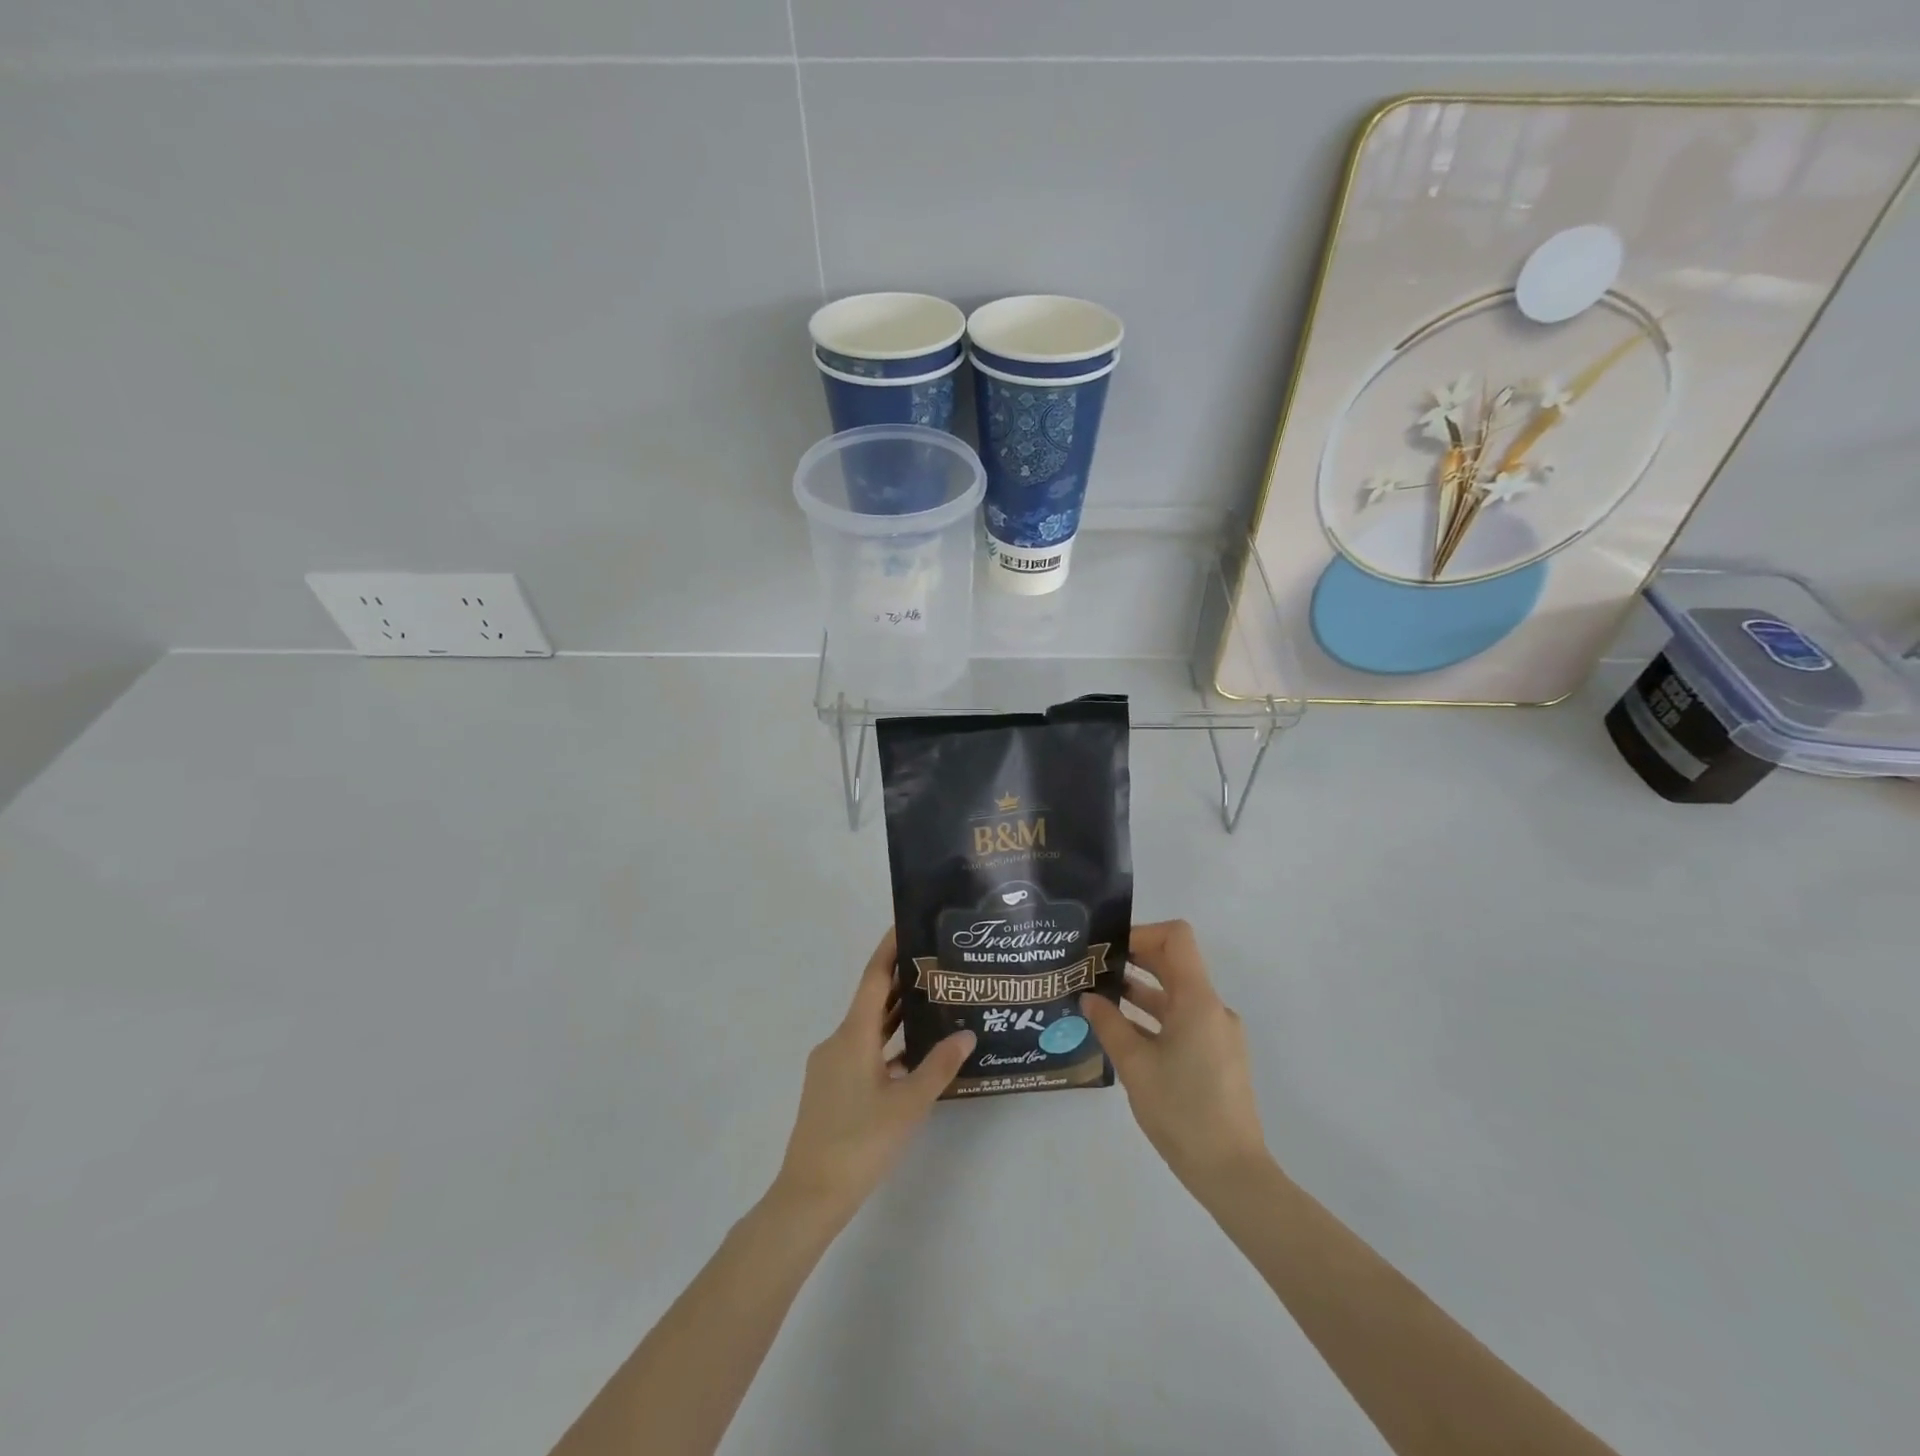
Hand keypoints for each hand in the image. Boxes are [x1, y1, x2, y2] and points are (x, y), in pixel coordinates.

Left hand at [772, 928, 974, 1226]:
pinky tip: (912, 1055)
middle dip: (901, 981)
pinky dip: (887, 1044)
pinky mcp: (830, 1087)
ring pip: (868, 1028)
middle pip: (872, 1000)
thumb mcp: (908, 1104)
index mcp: (853, 1035)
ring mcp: (831, 1065)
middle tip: (937, 964)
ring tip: (932, 1002)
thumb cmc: (860, 1143)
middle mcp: (838, 1041)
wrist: (810, 1195)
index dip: (890, 949)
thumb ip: (938, 1066)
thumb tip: (967, 1033)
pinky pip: (863, 1051)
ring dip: (896, 1015)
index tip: (907, 924)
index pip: (874, 978)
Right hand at [1080, 920, 1270, 1197]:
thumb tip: (1089, 997)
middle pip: (1174, 964)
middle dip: (1133, 961)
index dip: (1141, 933)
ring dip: (1140, 991)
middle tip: (1093, 969)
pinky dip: (1154, 1018)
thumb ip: (1109, 1024)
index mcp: (1197, 1000)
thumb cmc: (1182, 1111)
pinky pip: (1182, 1021)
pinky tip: (1123, 1033)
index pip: (1176, 937)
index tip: (1108, 950)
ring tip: (1099, 999)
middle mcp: (1212, 1008)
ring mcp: (1217, 1033)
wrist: (1232, 1173)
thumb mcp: (1135, 1066)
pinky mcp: (1217, 1056)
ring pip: (1176, 995)